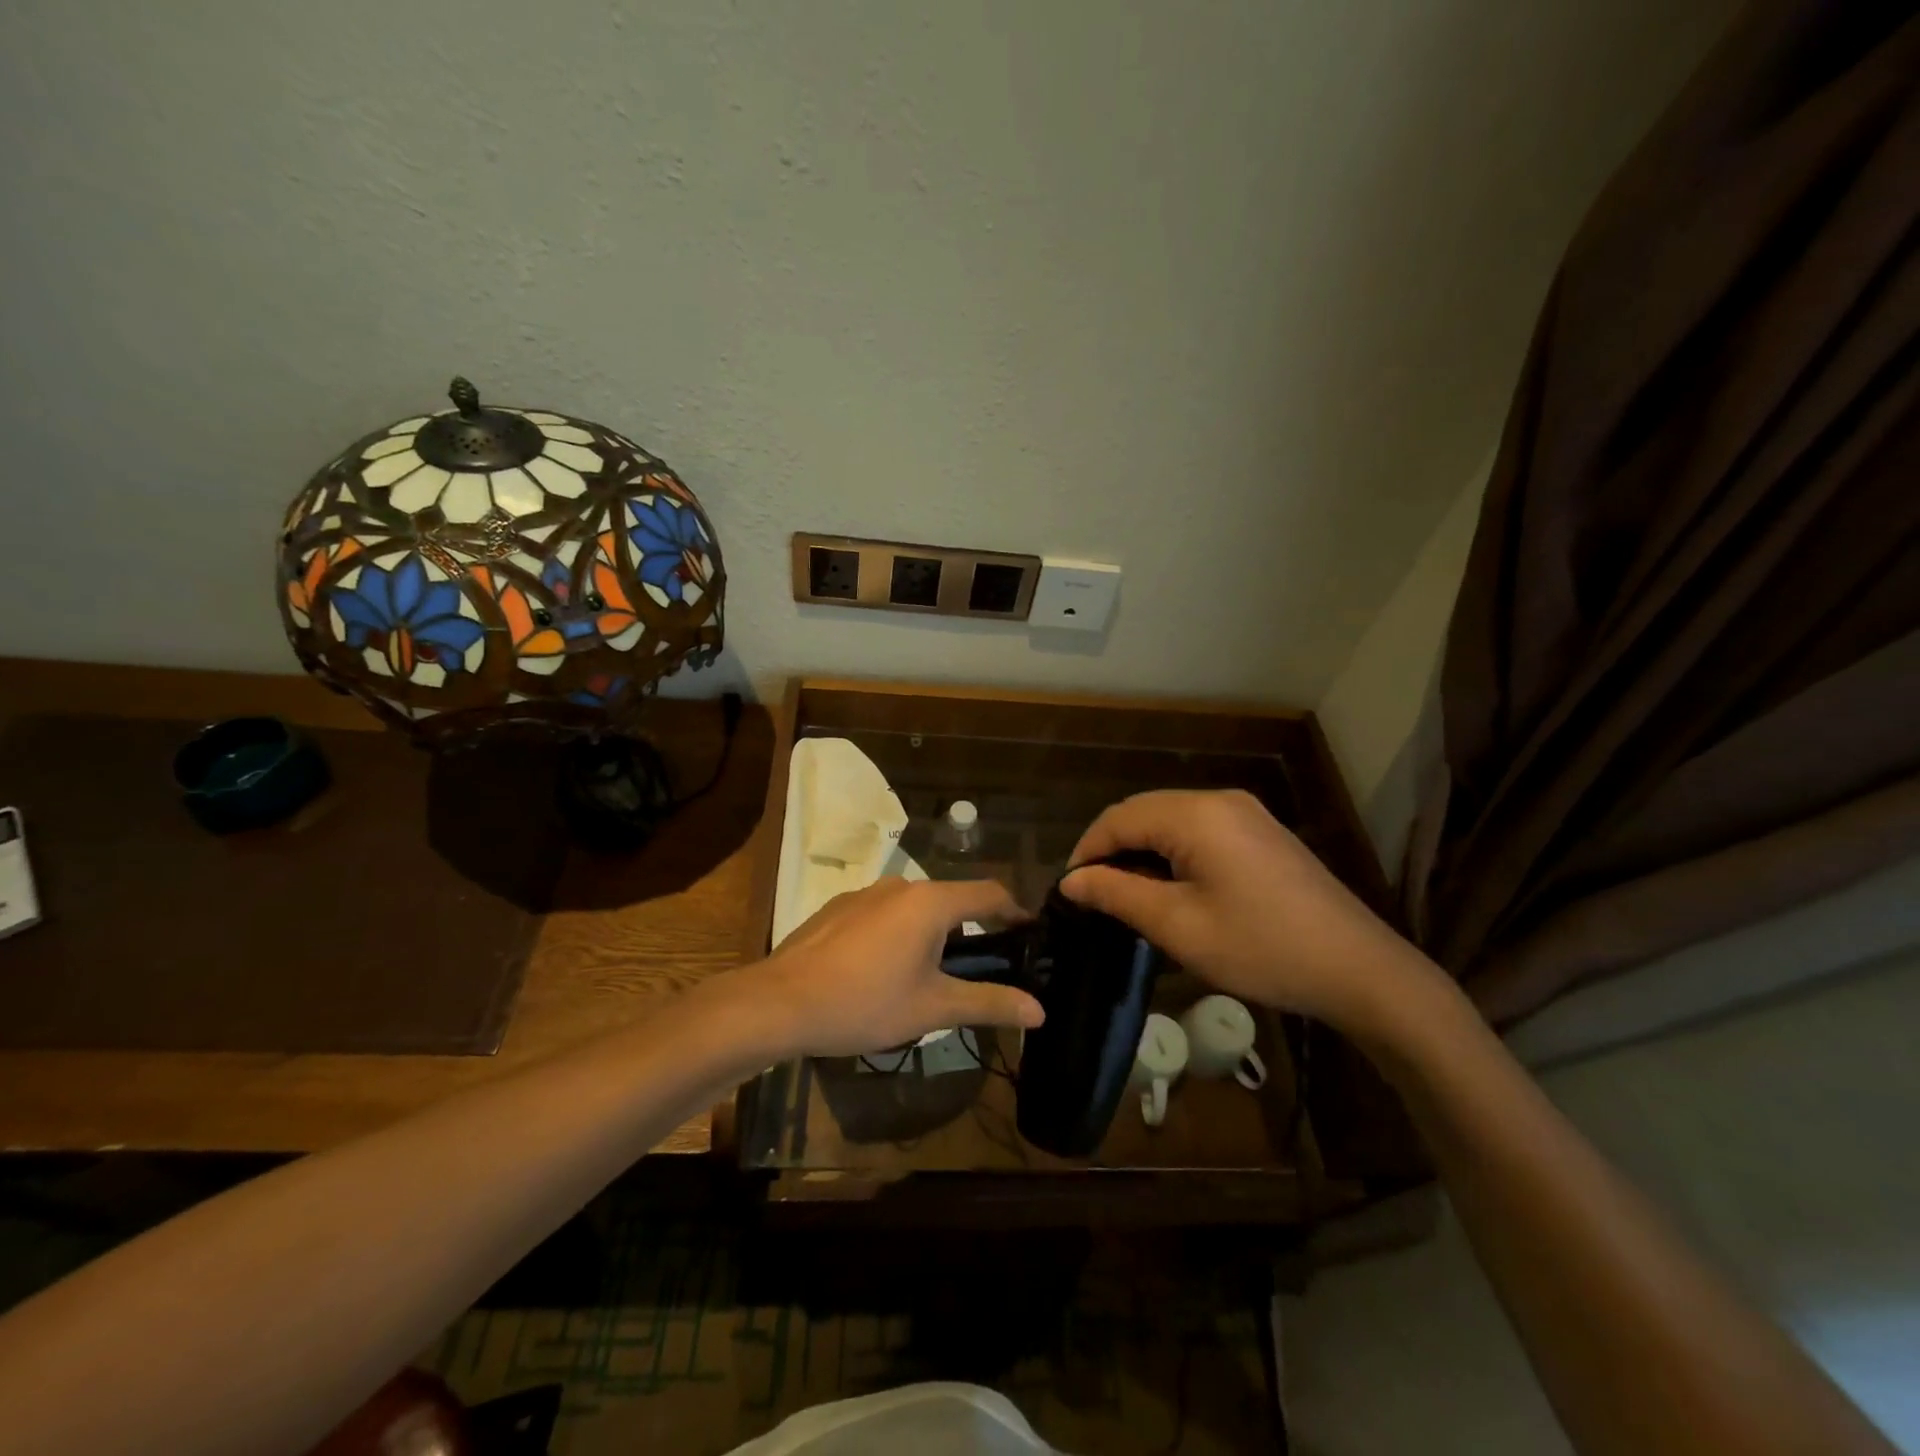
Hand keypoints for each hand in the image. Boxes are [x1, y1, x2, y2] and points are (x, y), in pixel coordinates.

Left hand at [747, 878, 1044, 1058]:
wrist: (780, 1002)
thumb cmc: (865, 1003)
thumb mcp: (933, 1009)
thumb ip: (988, 1003)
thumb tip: (1039, 1010)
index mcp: (931, 902)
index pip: (990, 894)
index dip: (1015, 912)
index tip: (1029, 936)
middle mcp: (901, 886)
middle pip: (952, 901)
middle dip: (971, 931)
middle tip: (979, 971)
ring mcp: (866, 893)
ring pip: (915, 908)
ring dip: (932, 934)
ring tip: (929, 977)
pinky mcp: (839, 907)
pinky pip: (884, 914)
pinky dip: (898, 934)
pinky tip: (882, 971)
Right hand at [1060, 790, 1434, 1036]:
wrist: (1359, 970)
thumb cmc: (1261, 948)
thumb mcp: (1178, 926)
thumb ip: (1117, 894)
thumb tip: (1071, 880)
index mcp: (1196, 814)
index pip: (1118, 818)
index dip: (1086, 851)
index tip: (1069, 892)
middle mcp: (1219, 800)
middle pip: (1143, 813)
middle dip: (1111, 850)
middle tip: (1093, 897)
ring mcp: (1245, 814)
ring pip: (1170, 821)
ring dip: (1141, 852)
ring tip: (1126, 897)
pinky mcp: (1261, 833)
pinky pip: (1199, 831)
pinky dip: (1172, 853)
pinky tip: (1170, 889)